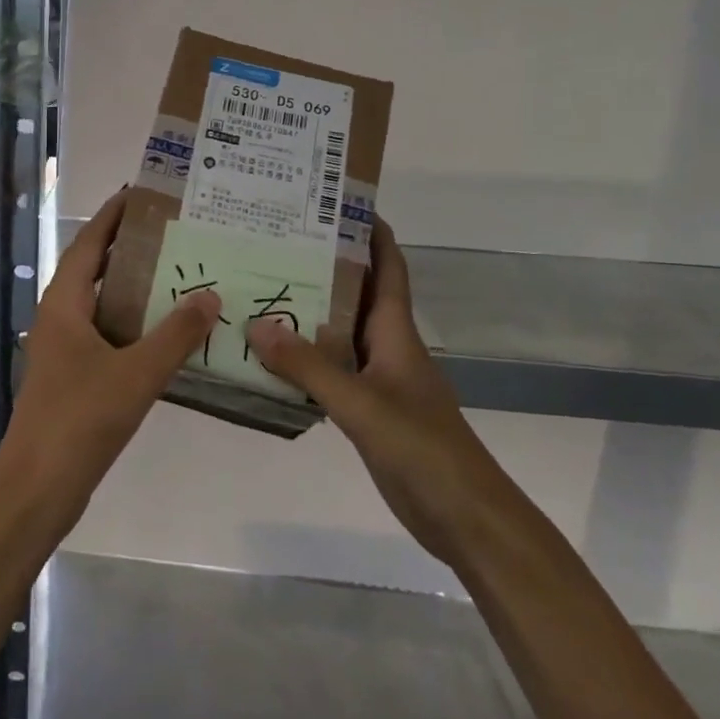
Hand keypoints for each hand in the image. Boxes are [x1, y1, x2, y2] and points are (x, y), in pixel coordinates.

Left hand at [0, 190, 220, 532]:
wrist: (38, 488)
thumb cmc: (80, 420)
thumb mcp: (137, 373)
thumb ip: (176, 334)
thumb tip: (211, 295)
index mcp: (64, 304)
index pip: (89, 243)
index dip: (113, 216)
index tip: (142, 193)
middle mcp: (60, 317)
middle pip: (96, 269)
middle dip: (130, 248)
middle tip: (175, 232)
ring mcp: (65, 349)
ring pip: (104, 305)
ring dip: (136, 288)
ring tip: (180, 273)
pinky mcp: (74, 377)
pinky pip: (108, 335)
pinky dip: (135, 325)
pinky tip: (168, 333)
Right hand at [246, 218, 487, 565]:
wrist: (464, 516)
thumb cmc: (422, 448)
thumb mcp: (361, 403)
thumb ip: (308, 367)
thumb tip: (255, 324)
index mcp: (396, 332)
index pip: (388, 267)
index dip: (372, 232)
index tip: (338, 202)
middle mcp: (387, 347)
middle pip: (357, 294)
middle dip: (325, 266)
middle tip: (276, 243)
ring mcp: (379, 380)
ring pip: (340, 334)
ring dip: (309, 313)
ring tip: (263, 289)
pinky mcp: (369, 411)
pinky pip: (332, 372)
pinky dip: (305, 360)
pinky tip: (272, 358)